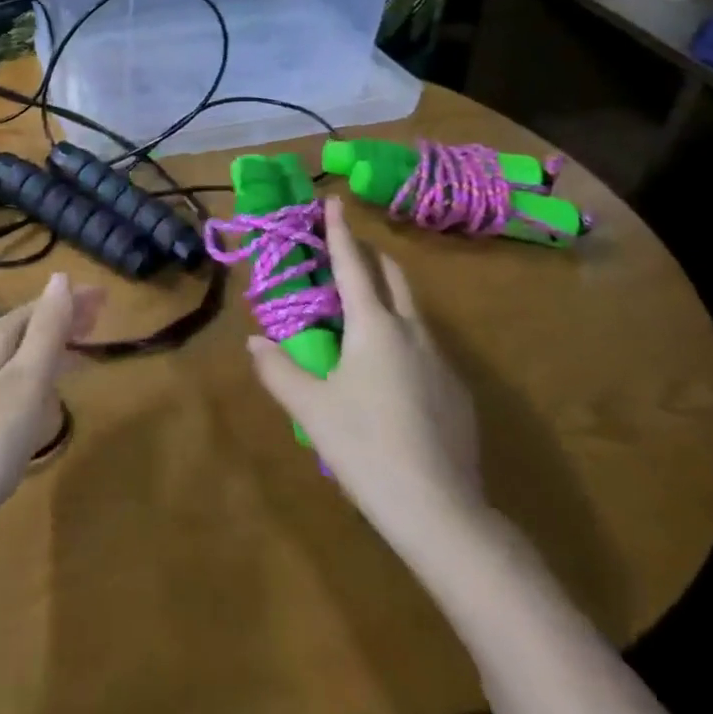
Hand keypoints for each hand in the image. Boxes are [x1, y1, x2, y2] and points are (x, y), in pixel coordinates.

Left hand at [0, 273, 104, 578]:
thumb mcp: (26, 381)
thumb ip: (47, 330)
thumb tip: (60, 277)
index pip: (39, 307)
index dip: (71, 300)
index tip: (106, 297)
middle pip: (30, 330)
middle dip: (65, 320)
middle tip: (103, 318)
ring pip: (26, 360)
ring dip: (57, 349)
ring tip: (88, 352)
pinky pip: (21, 390)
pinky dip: (44, 381)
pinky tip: (54, 399)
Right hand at [246, 197, 488, 549]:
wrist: (443, 513)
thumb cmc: (367, 448)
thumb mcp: (312, 410)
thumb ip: (279, 370)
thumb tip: (255, 343)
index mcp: (374, 325)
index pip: (352, 264)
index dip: (339, 231)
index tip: (333, 201)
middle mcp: (412, 331)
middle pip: (393, 276)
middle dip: (370, 256)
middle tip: (346, 252)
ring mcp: (441, 360)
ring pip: (413, 310)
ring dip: (388, 295)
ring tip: (362, 312)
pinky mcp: (457, 391)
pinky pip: (425, 345)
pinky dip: (403, 334)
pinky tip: (388, 371)